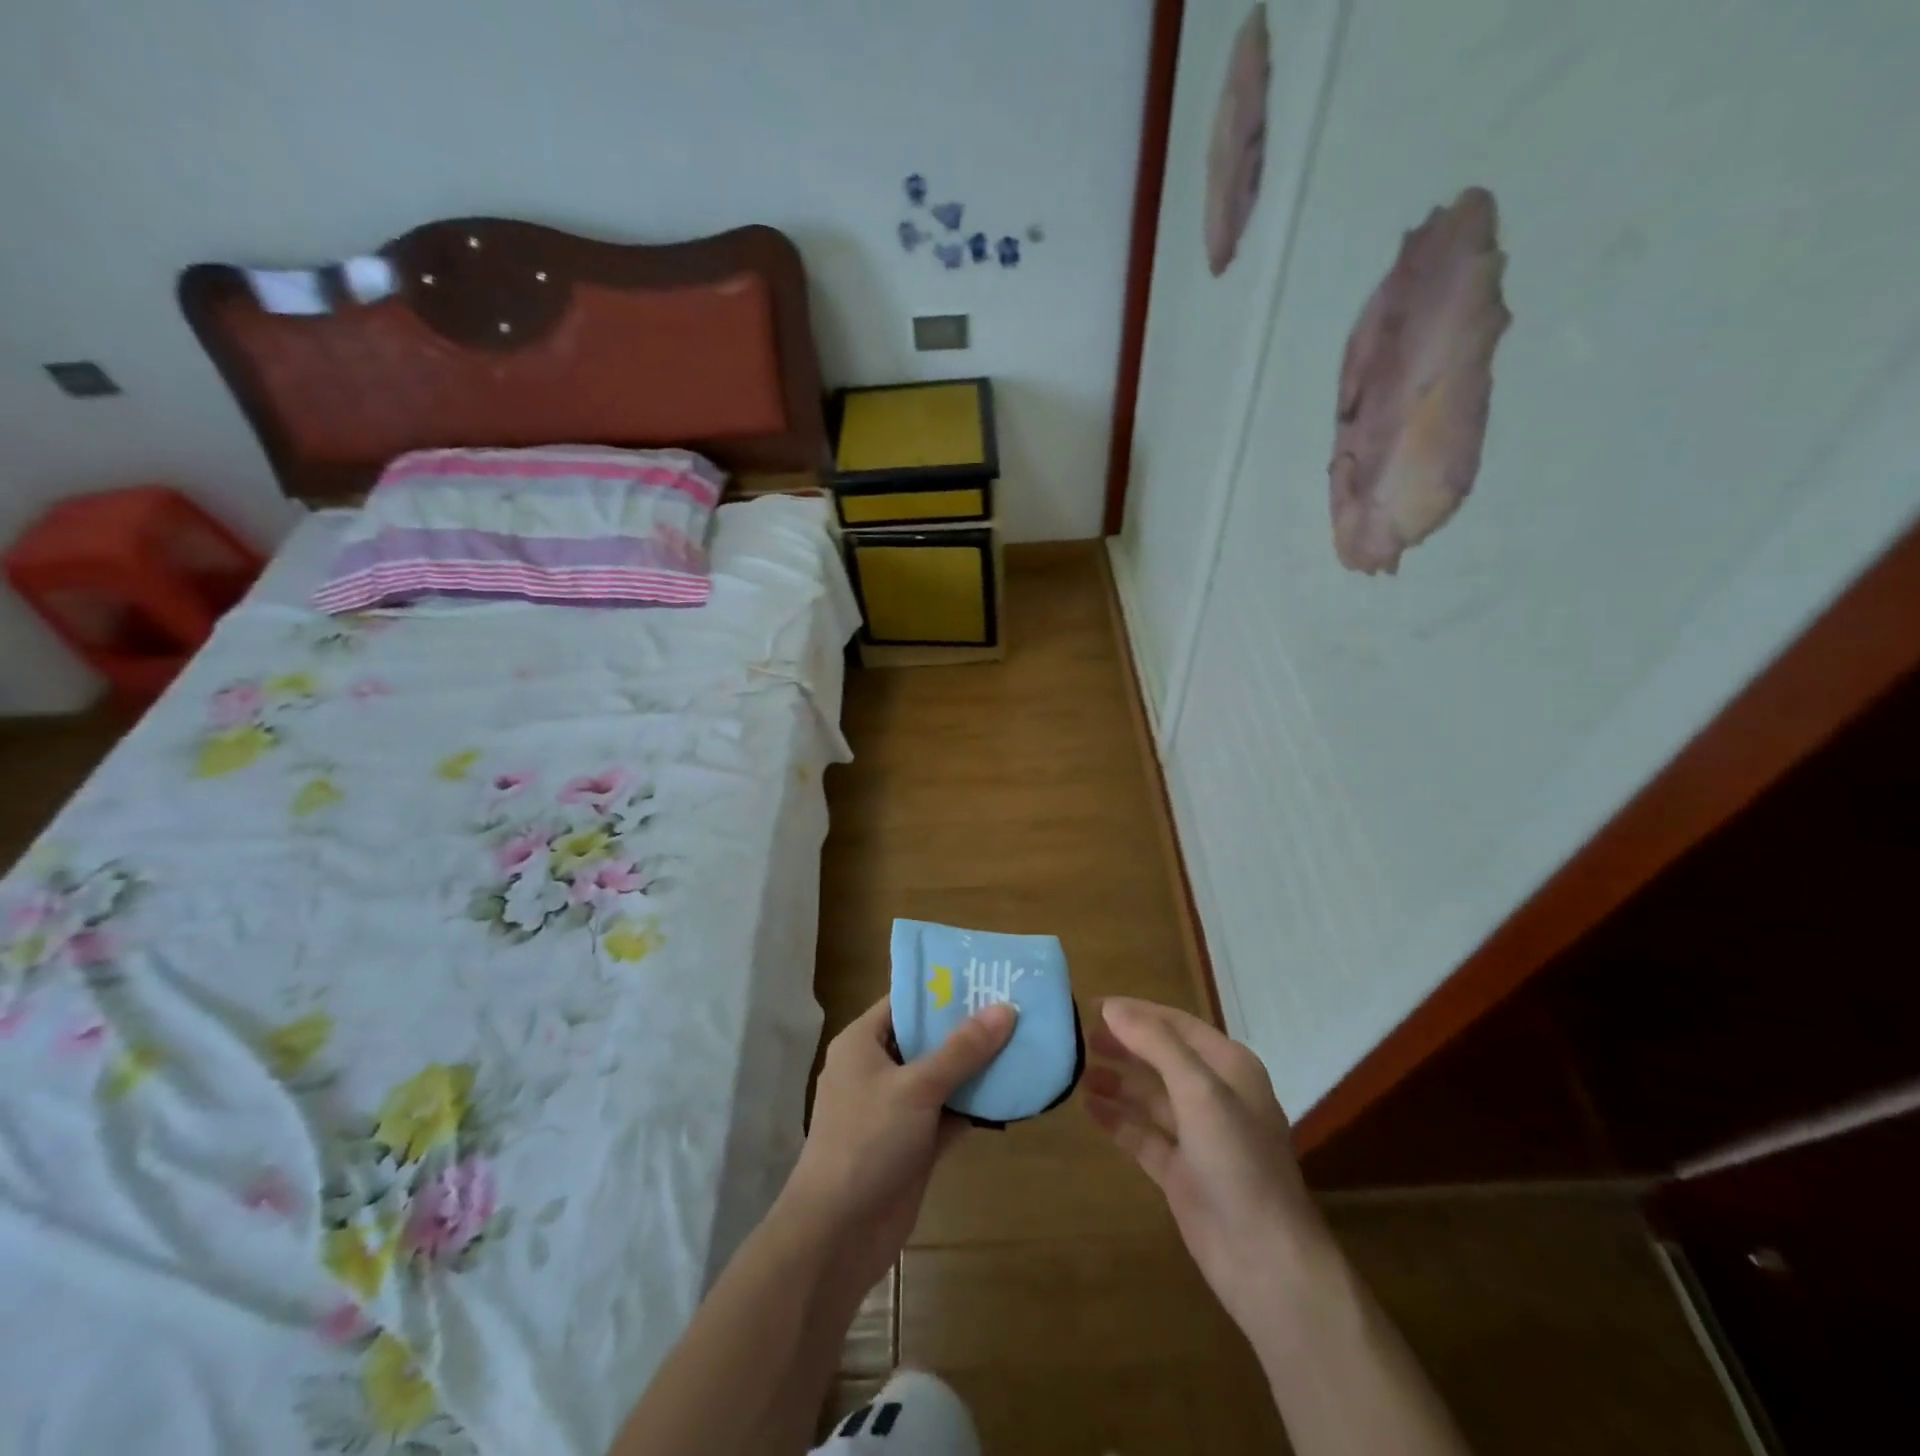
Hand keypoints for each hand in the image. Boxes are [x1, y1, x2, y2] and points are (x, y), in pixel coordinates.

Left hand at [778, 995, 1016, 1290]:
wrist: (838, 1234)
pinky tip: (1013, 1091)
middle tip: (1015, 1005)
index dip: (942, 988)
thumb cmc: (867, 1141)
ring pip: (942, 1076)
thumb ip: (962, 1049)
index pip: (905, 1001)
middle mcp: (877, 1069)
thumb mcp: (917, 1087)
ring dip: (977, 1066)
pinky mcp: (913, 1143)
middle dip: (968, 1026)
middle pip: (927, 1037)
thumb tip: (1004, 1008)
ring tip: (1023, 1040)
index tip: (985, 975)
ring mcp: (896, 1108)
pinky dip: (976, 1104)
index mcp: (862, 1042)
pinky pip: (949, 1112)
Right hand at [1084, 997, 1334, 1341]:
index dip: (1135, 1012)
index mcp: (1229, 1067)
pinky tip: (1089, 1109)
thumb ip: (1156, 1043)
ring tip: (1077, 1072)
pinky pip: (1143, 1134)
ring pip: (1150, 1096)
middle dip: (1123, 1045)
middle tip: (1079, 1039)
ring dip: (1117, 1081)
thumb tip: (1112, 1007)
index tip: (1091, 1006)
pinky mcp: (1182, 1172)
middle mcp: (1215, 1095)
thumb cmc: (1238, 1162)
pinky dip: (1118, 1120)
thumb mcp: (1199, 1091)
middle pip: (1161, 1057)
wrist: (1266, 1262)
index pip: (1175, 1023)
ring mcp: (1198, 1136)